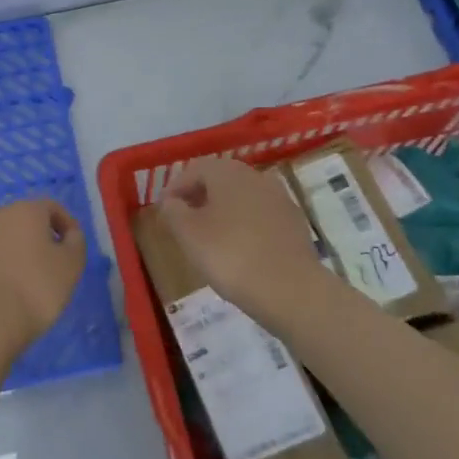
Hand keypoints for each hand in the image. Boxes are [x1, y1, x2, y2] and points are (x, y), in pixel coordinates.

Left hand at [0, 199, 86, 361]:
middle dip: (38, 236)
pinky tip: (0, 288)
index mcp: (25, 211)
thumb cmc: (36, 290)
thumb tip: (69, 233)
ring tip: (23, 279)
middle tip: (49, 264)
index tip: (72, 247)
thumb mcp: (71, 266)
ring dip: (13, 250)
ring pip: (1, 237)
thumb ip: (76, 241)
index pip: (51, 207)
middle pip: (23, 219)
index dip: (65, 224)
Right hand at [158, 157, 324, 327]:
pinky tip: (240, 248)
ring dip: (223, 210)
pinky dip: (245, 225)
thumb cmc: (230, 256)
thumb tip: (171, 201)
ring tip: (210, 237)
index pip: (194, 170)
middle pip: (220, 180)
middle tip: (184, 221)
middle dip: (200, 197)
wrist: (291, 289)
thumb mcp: (189, 234)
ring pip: (242, 197)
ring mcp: (279, 198)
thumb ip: (173, 212)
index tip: (164, 210)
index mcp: (227, 172)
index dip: (175, 188)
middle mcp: (255, 176)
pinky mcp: (294, 222)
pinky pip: (261, 216)